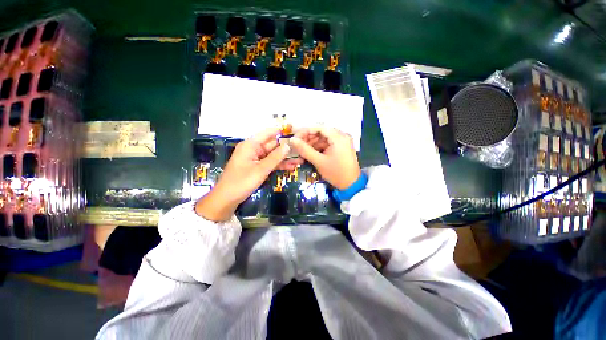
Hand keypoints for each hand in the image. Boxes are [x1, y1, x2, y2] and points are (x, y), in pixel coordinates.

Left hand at [196, 127, 302, 221]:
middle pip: (273, 145)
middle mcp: (254, 149)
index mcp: (251, 145)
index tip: (296, 132)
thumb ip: (276, 157)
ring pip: (273, 155)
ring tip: (301, 160)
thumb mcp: (261, 169)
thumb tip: (288, 145)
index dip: (282, 132)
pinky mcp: (257, 167)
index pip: (268, 133)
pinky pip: (270, 163)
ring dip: (285, 158)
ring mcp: (256, 158)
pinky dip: (279, 165)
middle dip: (287, 148)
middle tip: (302, 149)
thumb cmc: (242, 182)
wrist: (227, 198)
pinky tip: (291, 167)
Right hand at [289, 127, 360, 189]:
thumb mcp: (319, 161)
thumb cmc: (336, 173)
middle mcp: (341, 136)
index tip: (295, 137)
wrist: (351, 184)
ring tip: (302, 151)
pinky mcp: (341, 147)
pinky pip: (327, 144)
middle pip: (321, 132)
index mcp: (338, 137)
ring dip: (312, 143)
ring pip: (323, 138)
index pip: (319, 127)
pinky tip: (310, 153)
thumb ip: (305, 150)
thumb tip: (292, 140)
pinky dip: (318, 147)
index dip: (305, 131)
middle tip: (297, 146)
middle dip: (308, 138)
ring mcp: (342, 142)